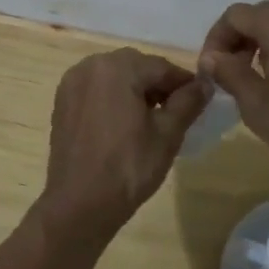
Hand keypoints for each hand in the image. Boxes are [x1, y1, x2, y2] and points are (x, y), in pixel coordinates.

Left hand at [39, 48, 209, 236]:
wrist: (80, 204)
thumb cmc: (128, 167)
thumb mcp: (168, 134)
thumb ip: (188, 102)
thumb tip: (205, 83)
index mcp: (117, 67)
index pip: (161, 67)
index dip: (184, 83)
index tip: (200, 100)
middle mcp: (90, 65)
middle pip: (136, 67)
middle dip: (158, 85)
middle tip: (177, 112)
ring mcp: (72, 83)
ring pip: (115, 76)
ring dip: (135, 90)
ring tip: (151, 120)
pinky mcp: (62, 101)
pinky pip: (96, 90)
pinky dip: (113, 98)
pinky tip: (124, 124)